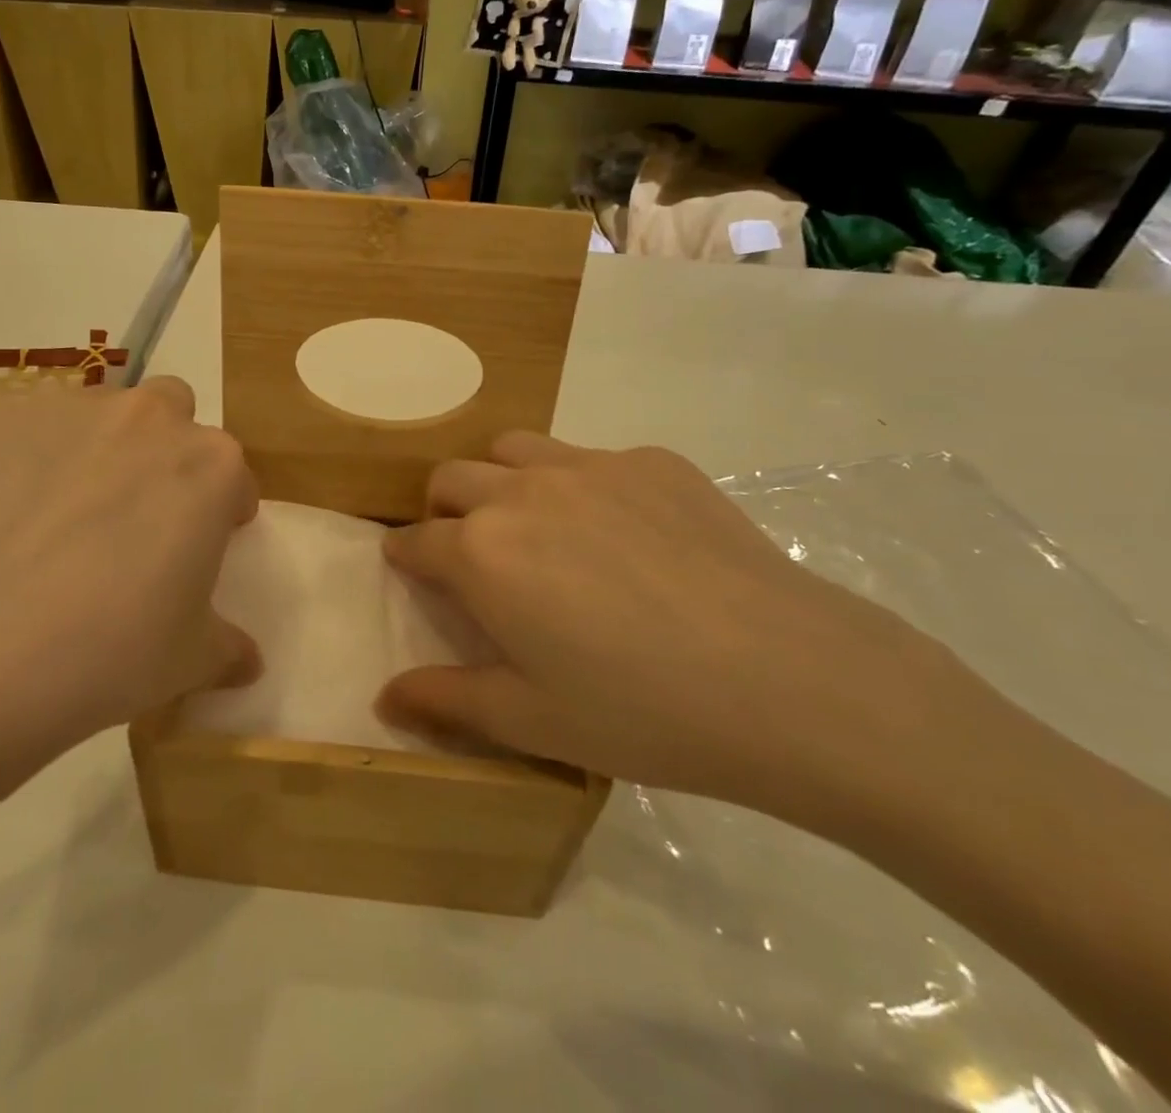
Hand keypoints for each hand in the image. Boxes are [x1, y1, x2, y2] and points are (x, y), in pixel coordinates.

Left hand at [0, 377, 259, 807]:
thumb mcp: (187, 661)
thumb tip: (247, 662)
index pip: (233, 478)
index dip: (221, 513)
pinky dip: (29, 459)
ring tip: (61, 518)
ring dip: (100, 448)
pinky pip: (29, 430)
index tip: (200, 546)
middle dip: (165, 450)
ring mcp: (70, 410)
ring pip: (102, 414)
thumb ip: (227, 648)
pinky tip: (2, 518)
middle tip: (136, 516)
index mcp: (211, 467)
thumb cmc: (107, 653)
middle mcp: (149, 420)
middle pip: (172, 413)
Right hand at [379, 434, 971, 830]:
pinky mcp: (652, 460)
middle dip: (445, 511)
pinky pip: (591, 458)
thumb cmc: (642, 712)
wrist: (787, 680)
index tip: (411, 569)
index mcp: (481, 552)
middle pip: (452, 477)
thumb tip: (383, 698)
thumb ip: (446, 701)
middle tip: (475, 556)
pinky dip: (581, 484)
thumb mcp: (532, 720)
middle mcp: (522, 491)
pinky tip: (627, 536)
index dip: (404, 557)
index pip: (415, 540)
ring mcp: (591, 466)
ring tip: (537, 528)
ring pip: (513, 449)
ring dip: (503, 481)